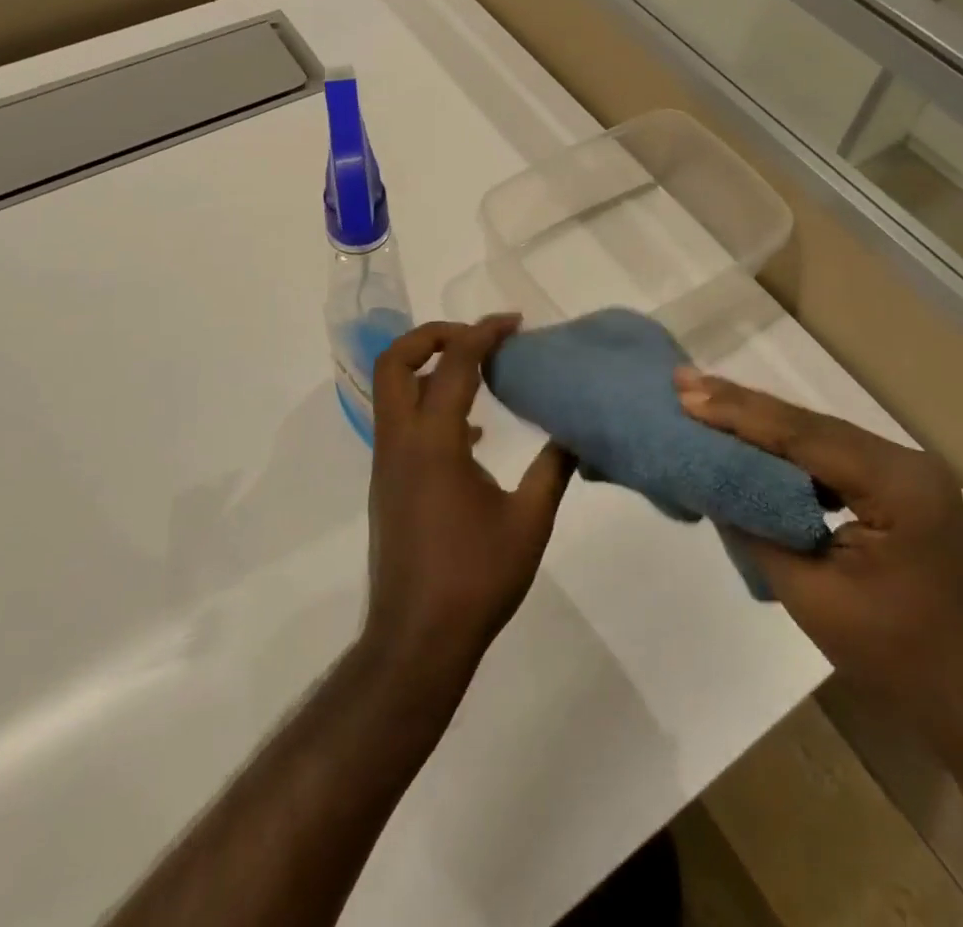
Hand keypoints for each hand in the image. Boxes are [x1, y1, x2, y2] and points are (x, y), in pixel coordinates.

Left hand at [363, 317, 573, 692]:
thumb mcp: (529, 522)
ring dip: (428, 368)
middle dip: (433, 336)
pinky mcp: (388, 483)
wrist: (417, 640)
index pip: (455, 365)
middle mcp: (400, 442)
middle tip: (477, 337)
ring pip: (392, 391)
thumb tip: (574, 433)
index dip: (484, 333)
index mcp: (433, 442)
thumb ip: (553, 469)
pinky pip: (401, 423)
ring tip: (478, 373)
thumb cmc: (475, 580)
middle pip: (395, 362)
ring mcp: (388, 463)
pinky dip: (429, 406)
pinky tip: (472, 434)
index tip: (514, 323)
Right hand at [675, 370, 962, 727]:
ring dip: (758, 421)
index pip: (804, 436)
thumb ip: (756, 527)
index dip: (739, 414)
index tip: (686, 395)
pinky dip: (782, 447)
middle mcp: (905, 462)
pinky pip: (828, 455)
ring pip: (816, 434)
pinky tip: (745, 435)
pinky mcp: (894, 486)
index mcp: (896, 485)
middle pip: (810, 425)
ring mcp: (903, 472)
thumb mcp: (810, 594)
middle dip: (742, 406)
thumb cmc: (894, 657)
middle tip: (684, 381)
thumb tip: (710, 481)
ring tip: (702, 398)